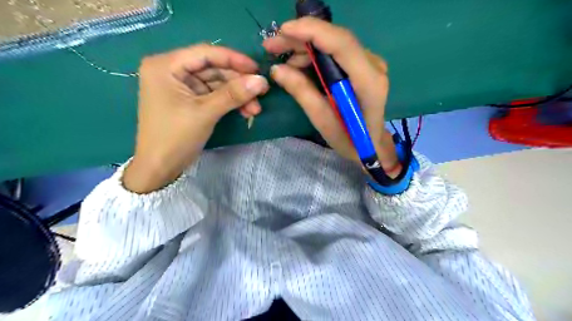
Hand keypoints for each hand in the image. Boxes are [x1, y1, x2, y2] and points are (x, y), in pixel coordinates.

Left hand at [123, 42, 270, 190]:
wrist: (160, 168)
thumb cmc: (175, 137)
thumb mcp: (205, 113)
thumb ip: (233, 94)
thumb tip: (261, 81)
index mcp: (165, 66)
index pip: (205, 54)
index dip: (234, 59)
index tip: (257, 69)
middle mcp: (172, 70)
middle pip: (213, 69)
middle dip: (238, 82)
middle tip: (262, 92)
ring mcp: (181, 86)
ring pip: (217, 83)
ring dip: (237, 95)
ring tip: (255, 109)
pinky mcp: (189, 99)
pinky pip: (214, 95)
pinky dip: (230, 102)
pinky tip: (246, 111)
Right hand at [263, 18, 398, 176]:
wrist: (371, 145)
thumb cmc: (350, 140)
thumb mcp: (323, 121)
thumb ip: (302, 93)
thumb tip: (277, 69)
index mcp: (368, 81)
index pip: (341, 43)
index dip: (311, 31)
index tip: (282, 31)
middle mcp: (373, 65)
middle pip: (335, 39)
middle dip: (301, 37)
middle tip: (272, 45)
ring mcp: (370, 64)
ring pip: (334, 43)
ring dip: (305, 46)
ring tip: (282, 58)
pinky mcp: (363, 66)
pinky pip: (336, 52)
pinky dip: (315, 54)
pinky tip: (298, 64)